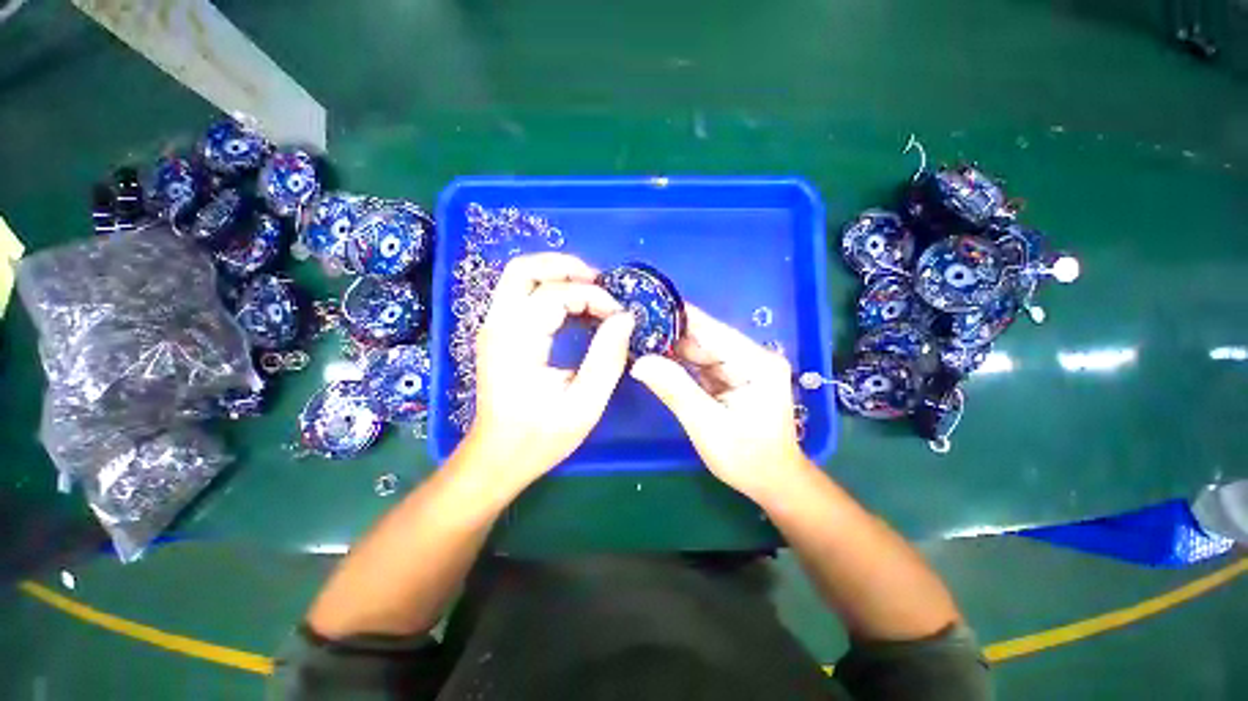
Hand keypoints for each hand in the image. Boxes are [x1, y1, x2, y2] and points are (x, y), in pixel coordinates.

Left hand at [466, 253, 634, 488]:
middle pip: (524, 269)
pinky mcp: (499, 333)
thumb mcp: (584, 404)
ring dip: (558, 275)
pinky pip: (522, 294)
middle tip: (601, 282)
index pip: (555, 295)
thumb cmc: (539, 436)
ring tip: (592, 290)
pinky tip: (575, 307)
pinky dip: (550, 289)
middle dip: (567, 267)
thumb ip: (607, 358)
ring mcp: (494, 327)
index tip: (619, 316)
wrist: (497, 457)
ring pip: (520, 276)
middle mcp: (498, 325)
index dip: (593, 297)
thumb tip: (625, 319)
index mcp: (516, 342)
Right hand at [630, 305, 808, 499]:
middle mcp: (750, 356)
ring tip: (637, 339)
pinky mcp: (731, 377)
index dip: (677, 316)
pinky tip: (655, 359)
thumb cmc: (747, 458)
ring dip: (669, 348)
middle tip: (631, 326)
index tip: (644, 305)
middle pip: (703, 337)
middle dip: (668, 333)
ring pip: (698, 350)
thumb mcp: (707, 425)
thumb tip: (639, 362)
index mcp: (755, 362)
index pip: (711, 329)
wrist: (772, 482)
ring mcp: (741, 366)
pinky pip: (699, 364)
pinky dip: (678, 364)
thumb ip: (674, 389)